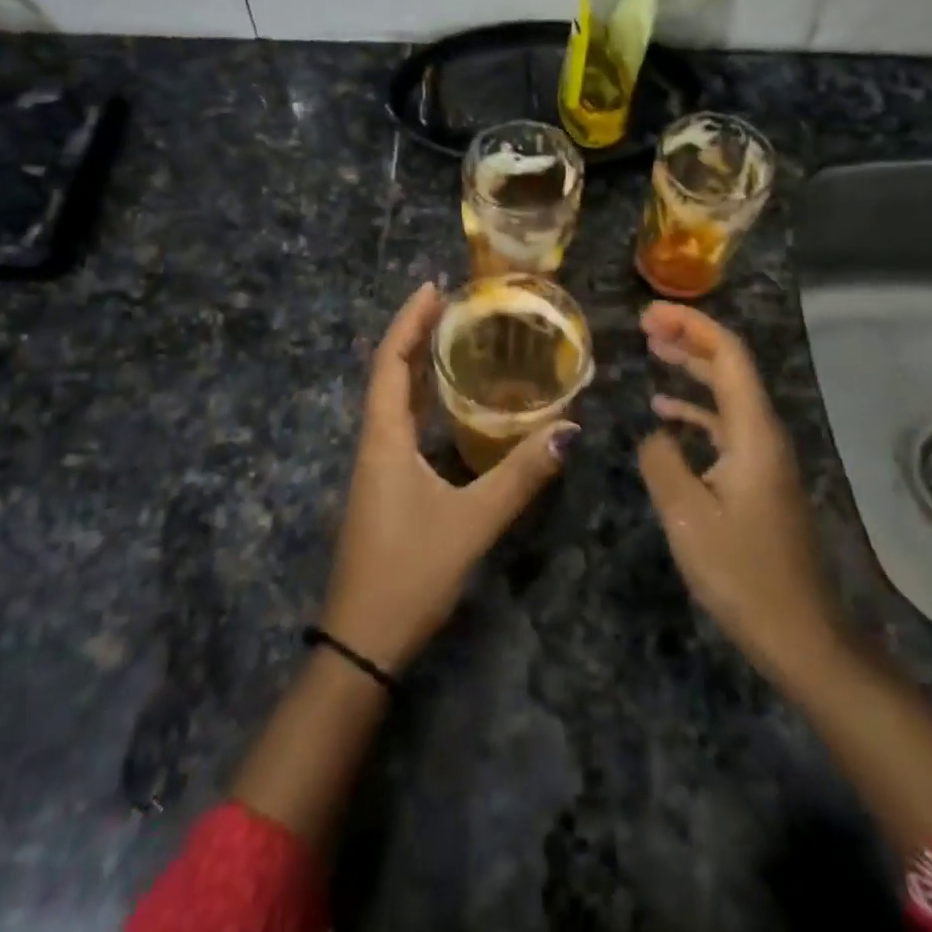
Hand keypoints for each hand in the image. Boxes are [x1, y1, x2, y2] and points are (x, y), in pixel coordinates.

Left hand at [319, 282, 574, 673]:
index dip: (409, 321)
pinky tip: (450, 403)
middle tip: (453, 304)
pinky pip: (402, 424)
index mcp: (384, 439)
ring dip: (417, 364)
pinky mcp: (384, 486)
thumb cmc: (409, 574)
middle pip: (388, 373)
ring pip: (393, 400)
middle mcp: (375, 443)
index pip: (389, 362)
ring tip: (454, 337)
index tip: (433, 287)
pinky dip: (422, 399)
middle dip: (416, 334)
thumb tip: (570, 428)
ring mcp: (377, 467)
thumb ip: (520, 476)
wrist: (362, 644)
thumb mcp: (471, 523)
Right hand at [638, 302, 838, 688]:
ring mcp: (763, 457)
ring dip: (692, 369)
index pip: (728, 355)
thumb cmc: (743, 574)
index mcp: (753, 433)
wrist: (800, 635)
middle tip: (645, 324)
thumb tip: (654, 433)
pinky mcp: (758, 479)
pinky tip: (665, 415)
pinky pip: (725, 426)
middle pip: (730, 367)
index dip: (691, 325)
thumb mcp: (687, 516)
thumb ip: (663, 461)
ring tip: (653, 351)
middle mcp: (764, 434)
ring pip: (727, 394)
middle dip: (690, 338)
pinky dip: (695, 410)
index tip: (650, 314)